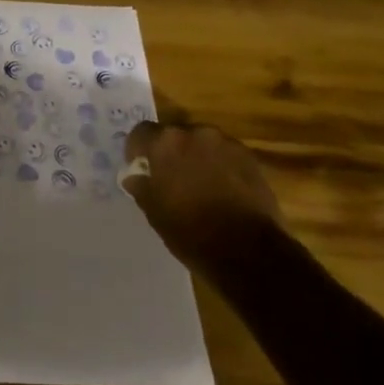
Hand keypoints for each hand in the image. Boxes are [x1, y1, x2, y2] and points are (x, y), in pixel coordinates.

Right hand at [122, 120, 279, 269]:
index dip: (137, 150)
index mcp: (165, 143)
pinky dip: (220, 166)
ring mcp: (226, 144)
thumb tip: (134, 176)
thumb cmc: (191, 231)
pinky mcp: (250, 158)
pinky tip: (223, 191)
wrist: (248, 251)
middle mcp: (195, 133)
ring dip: (196, 158)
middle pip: (174, 135)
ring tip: (200, 185)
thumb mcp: (154, 212)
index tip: (140, 168)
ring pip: (202, 144)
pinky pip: (225, 155)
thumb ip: (141, 186)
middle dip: (170, 153)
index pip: (141, 132)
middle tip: (171, 178)